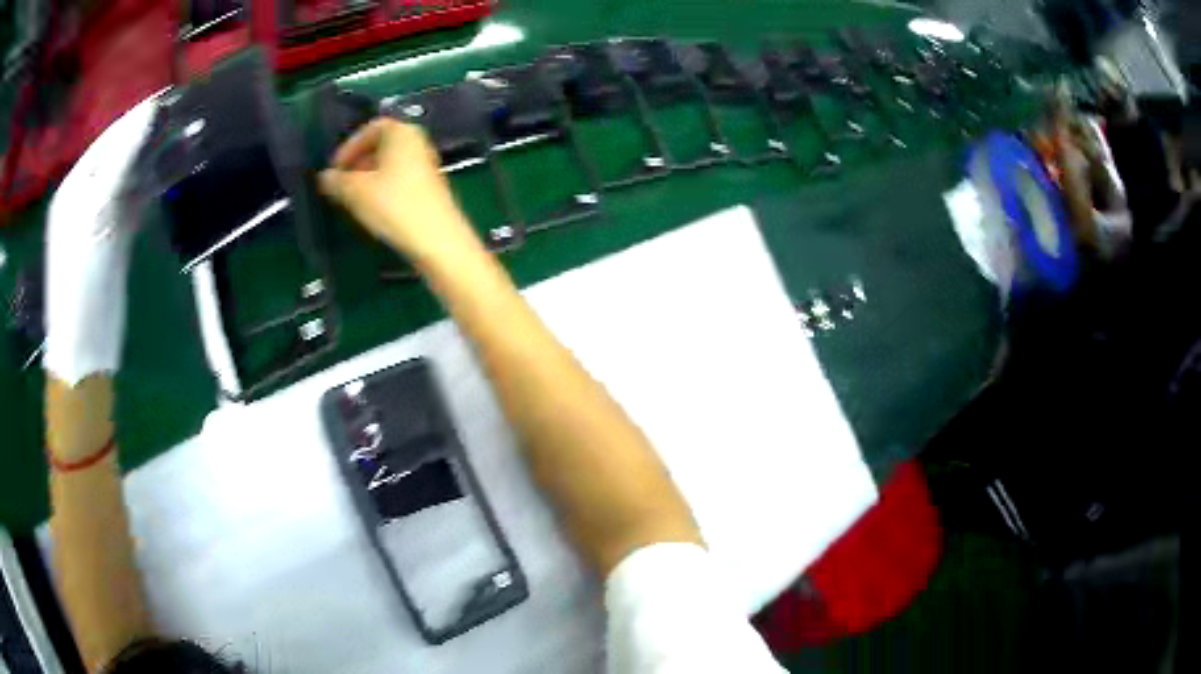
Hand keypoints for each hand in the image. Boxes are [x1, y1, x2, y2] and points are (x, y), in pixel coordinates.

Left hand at [45, 94, 158, 386]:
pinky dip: (153, 187)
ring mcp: (100, 219)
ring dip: (155, 160)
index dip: (137, 118)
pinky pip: (135, 202)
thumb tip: (151, 111)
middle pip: (120, 157)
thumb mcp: (97, 214)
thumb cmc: (81, 279)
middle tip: (184, 114)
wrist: (86, 346)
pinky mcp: (115, 239)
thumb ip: (122, 161)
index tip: (171, 96)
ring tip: (186, 137)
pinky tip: (173, 172)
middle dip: (148, 137)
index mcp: (74, 188)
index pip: (108, 140)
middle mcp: (86, 197)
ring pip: (130, 178)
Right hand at [319, 118, 480, 263]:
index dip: (349, 146)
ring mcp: (427, 165)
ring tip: (353, 199)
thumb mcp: (355, 191)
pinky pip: (400, 180)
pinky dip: (384, 188)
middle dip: (358, 162)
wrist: (437, 239)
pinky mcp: (431, 188)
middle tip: (341, 184)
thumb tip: (325, 177)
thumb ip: (336, 181)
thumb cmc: (393, 205)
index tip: (334, 169)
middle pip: (382, 145)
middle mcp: (418, 142)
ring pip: (390, 164)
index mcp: (402, 132)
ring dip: (369, 177)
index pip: (371, 128)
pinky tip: (374, 209)